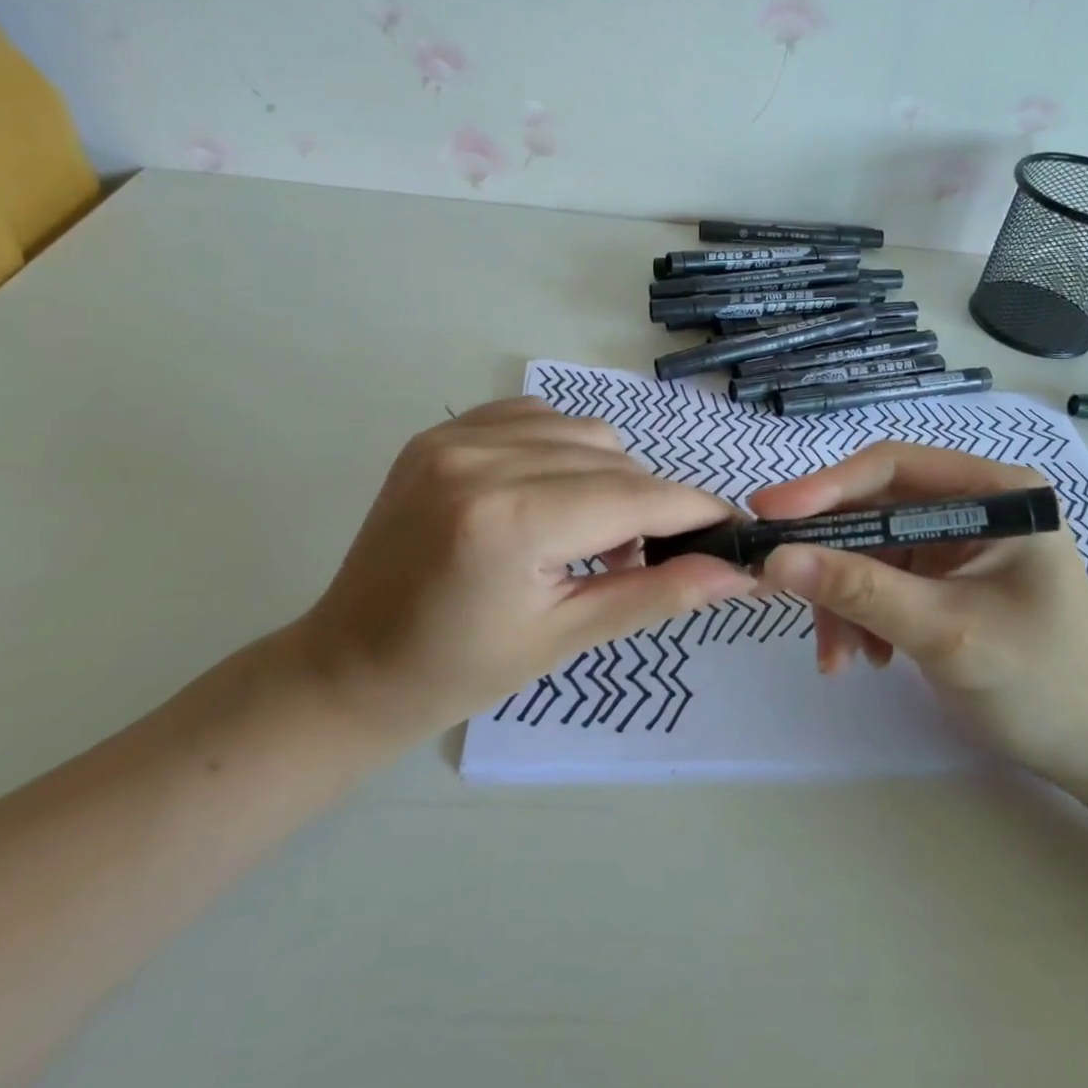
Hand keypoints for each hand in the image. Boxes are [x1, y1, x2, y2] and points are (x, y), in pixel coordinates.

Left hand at [294, 398, 755, 739]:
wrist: (351, 665)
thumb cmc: (459, 670)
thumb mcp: (566, 637)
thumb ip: (657, 593)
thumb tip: (736, 573)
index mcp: (509, 522)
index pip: (633, 498)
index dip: (692, 510)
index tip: (730, 526)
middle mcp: (482, 460)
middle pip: (614, 461)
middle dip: (650, 505)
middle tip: (641, 556)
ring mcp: (455, 437)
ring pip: (584, 432)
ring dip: (610, 475)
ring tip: (589, 530)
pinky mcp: (442, 431)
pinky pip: (538, 417)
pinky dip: (565, 449)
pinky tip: (552, 494)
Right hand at [752, 442, 1087, 792]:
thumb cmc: (1042, 685)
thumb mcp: (946, 632)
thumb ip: (860, 591)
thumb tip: (776, 559)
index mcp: (995, 492)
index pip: (893, 467)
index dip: (825, 487)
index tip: (769, 516)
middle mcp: (973, 506)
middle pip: (874, 510)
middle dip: (831, 559)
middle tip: (776, 587)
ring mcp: (956, 544)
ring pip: (868, 550)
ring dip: (842, 600)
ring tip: (839, 656)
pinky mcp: (943, 580)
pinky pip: (879, 582)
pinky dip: (860, 616)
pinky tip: (866, 658)